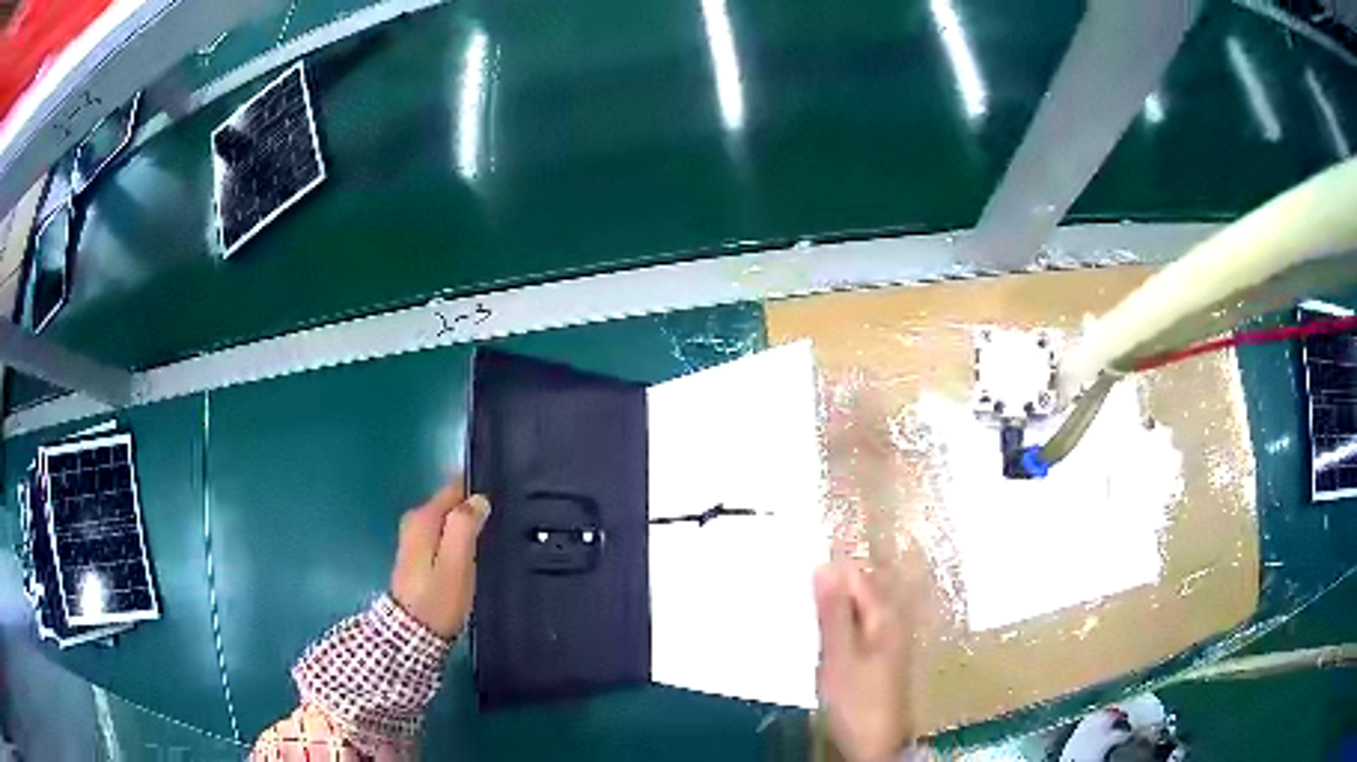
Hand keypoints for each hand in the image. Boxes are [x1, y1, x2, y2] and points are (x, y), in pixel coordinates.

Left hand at [390, 481, 490, 639]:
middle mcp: (415, 521)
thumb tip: (479, 498)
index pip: (455, 487)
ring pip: (447, 520)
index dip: (479, 491)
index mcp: (423, 517)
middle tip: (502, 522)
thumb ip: (465, 525)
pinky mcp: (417, 556)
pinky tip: (473, 553)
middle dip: (474, 508)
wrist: (412, 634)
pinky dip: (458, 539)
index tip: (503, 500)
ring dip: (467, 526)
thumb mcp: (457, 562)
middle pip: (451, 503)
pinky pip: (443, 535)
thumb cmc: (438, 598)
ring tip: (493, 537)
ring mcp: (413, 539)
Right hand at [814, 559, 919, 761]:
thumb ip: (833, 613)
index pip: (856, 575)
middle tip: (795, 593)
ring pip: (856, 610)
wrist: (874, 744)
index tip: (796, 573)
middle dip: (830, 586)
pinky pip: (855, 627)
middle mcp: (890, 622)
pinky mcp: (877, 657)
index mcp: (884, 616)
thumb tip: (823, 567)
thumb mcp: (839, 656)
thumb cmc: (856, 700)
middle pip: (859, 590)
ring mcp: (885, 640)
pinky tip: (818, 636)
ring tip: (801, 612)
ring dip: (832, 607)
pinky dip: (836, 626)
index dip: (829, 571)